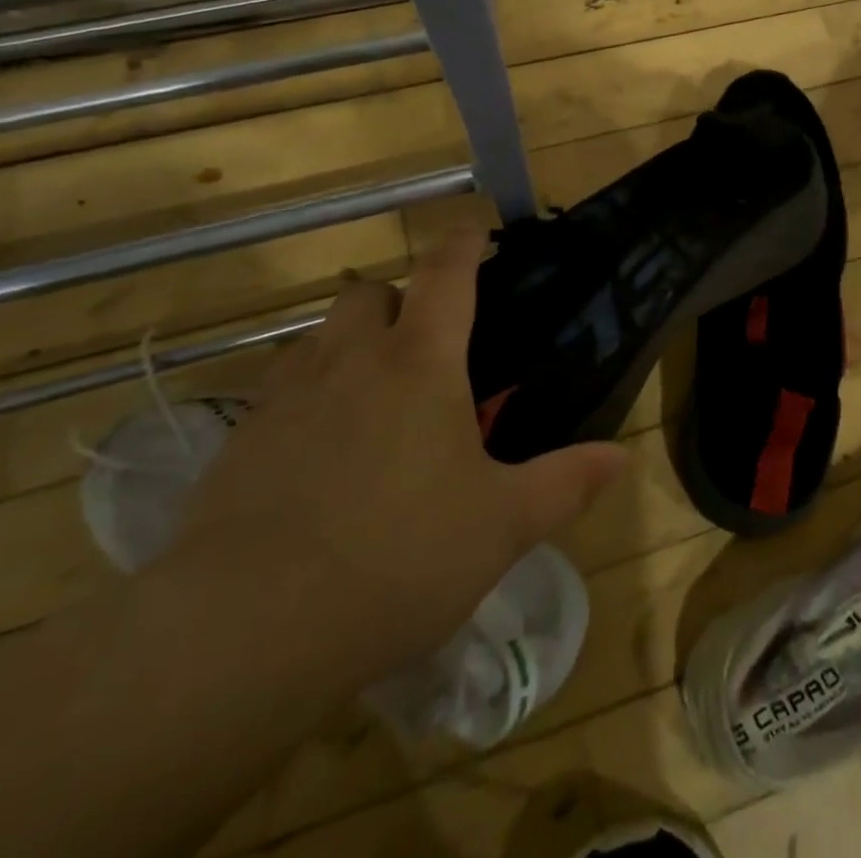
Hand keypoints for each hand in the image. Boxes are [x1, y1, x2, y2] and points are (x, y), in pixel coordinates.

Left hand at [163, 228, 625, 685]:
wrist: (245, 630)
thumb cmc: (399, 559)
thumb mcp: (502, 525)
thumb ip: (566, 482)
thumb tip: (621, 455)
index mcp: (421, 362)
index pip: (446, 274)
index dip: (463, 243)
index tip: (474, 230)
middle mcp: (351, 360)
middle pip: (369, 293)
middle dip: (399, 301)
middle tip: (425, 347)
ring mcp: (287, 396)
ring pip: (319, 336)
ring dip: (349, 344)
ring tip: (372, 397)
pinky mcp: (239, 441)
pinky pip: (280, 389)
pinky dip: (307, 394)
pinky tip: (319, 451)